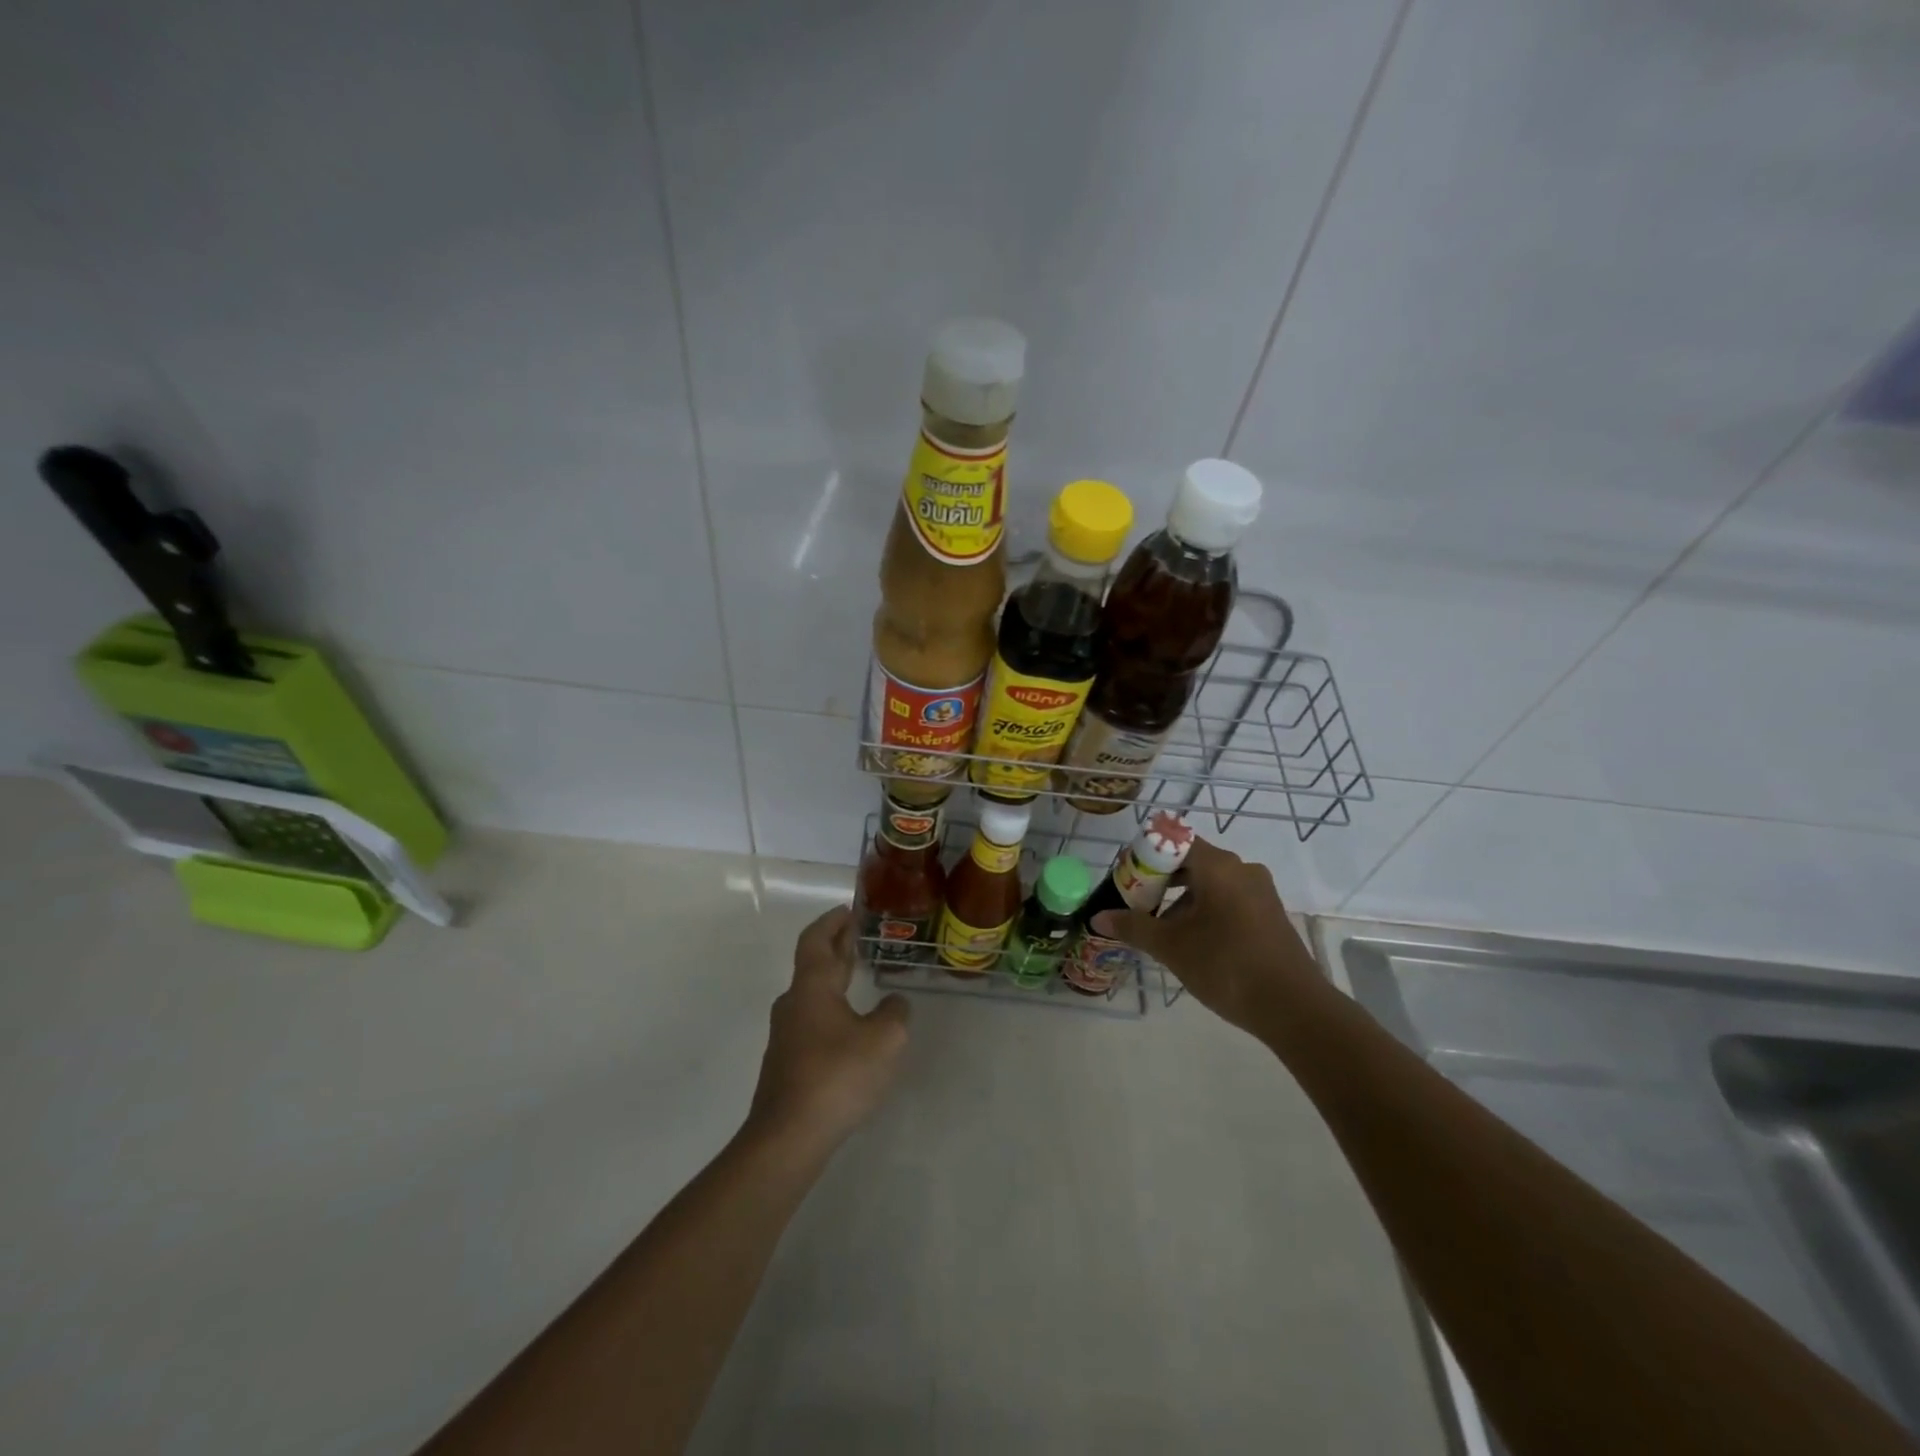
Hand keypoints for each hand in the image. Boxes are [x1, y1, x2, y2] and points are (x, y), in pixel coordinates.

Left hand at [747, 906, 910, 1155]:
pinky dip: (831, 1008)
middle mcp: (793, 1003)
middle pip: (813, 963)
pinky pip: (812, 1021)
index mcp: (812, 987)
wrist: (788, 1137)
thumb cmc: (837, 1075)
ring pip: (812, 994)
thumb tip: (893, 1004)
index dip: (832, 921)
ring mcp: (786, 1035)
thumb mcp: (885, 1039)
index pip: (817, 939)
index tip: (848, 909)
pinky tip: (850, 1027)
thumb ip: (894, 1013)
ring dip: (833, 978)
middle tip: (858, 934)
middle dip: (835, 946)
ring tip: (858, 977)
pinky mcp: (787, 1063)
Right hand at [1091, 838, 1327, 1035]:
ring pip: (1210, 882)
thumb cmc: (1226, 965)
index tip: (1126, 880)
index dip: (1145, 856)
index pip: (1172, 841)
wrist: (1293, 1007)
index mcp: (1218, 866)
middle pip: (1191, 861)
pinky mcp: (1269, 914)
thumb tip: (1098, 917)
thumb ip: (1133, 926)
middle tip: (1136, 904)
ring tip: (1160, 928)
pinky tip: (1192, 940)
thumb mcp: (1171, 946)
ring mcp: (1260, 891)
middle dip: (1159, 880)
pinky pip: (1229, 899)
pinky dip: (1204, 909)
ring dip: (1181, 898)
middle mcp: (1241, 869)